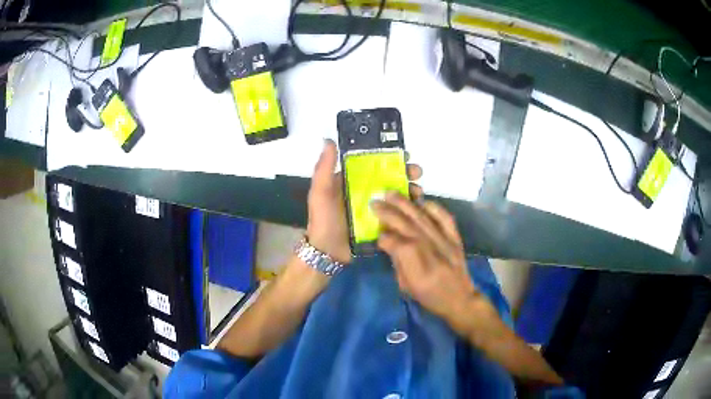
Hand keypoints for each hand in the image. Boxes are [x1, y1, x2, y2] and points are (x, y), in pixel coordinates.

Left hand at [306, 139, 422, 263]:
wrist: (328, 252)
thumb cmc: (323, 220)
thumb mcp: (320, 192)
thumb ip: (324, 168)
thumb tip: (329, 140)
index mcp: (353, 180)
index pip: (375, 164)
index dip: (391, 158)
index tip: (406, 155)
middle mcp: (367, 191)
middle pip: (390, 178)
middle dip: (406, 173)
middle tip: (416, 173)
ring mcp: (376, 208)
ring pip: (397, 195)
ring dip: (410, 191)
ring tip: (418, 193)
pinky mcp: (383, 223)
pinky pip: (398, 213)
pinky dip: (409, 210)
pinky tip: (418, 209)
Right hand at [372, 193, 494, 333]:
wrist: (460, 299)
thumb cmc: (429, 297)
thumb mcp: (406, 286)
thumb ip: (397, 262)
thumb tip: (389, 243)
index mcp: (416, 265)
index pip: (394, 242)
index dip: (383, 237)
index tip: (377, 234)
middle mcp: (429, 249)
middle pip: (406, 225)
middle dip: (388, 212)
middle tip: (375, 201)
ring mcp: (445, 241)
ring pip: (422, 218)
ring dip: (406, 204)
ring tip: (392, 193)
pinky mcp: (455, 238)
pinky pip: (445, 218)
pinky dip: (434, 208)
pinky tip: (422, 201)